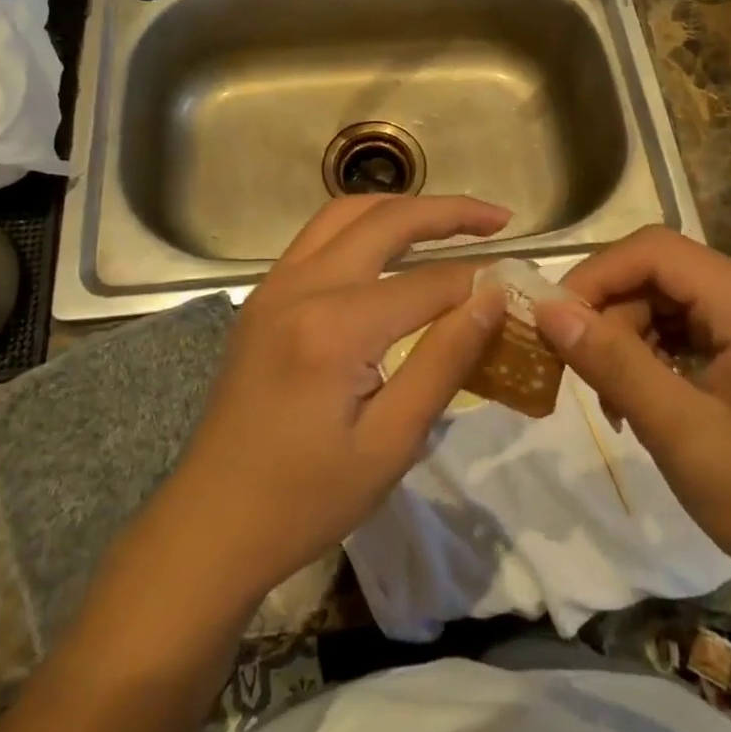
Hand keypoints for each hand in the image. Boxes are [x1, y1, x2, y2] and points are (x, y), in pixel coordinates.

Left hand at [161, 194, 509, 605]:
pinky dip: (364, 226)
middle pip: (385, 220)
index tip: (518, 287)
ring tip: (450, 222)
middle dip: (448, 212)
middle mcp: (301, 286)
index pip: (428, 283)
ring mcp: (275, 286)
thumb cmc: (306, 499)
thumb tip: (492, 297)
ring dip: (401, 207)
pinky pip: (319, 237)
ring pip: (345, 213)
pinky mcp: (264, 298)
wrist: (212, 524)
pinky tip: (391, 248)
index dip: (479, 282)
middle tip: (499, 219)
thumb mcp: (391, 443)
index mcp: (335, 326)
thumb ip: (444, 360)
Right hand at [533, 226, 730, 589]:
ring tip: (617, 401)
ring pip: (675, 300)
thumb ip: (613, 362)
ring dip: (633, 339)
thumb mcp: (682, 433)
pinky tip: (650, 400)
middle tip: (587, 378)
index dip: (596, 275)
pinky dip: (662, 355)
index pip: (656, 250)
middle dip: (613, 316)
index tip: (555, 321)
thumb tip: (547, 308)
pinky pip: (698, 327)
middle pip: (663, 274)